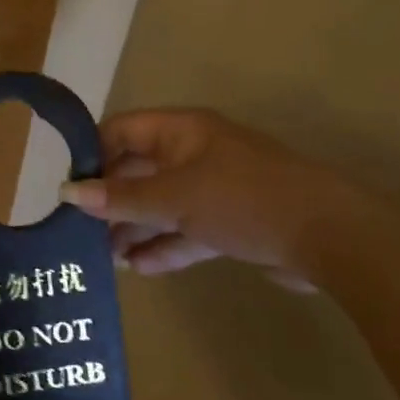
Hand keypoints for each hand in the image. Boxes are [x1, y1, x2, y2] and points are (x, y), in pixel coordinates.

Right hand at [58, 108, 366, 287]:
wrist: (333, 238)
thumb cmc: (242, 200)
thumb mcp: (173, 197)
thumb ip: (119, 198)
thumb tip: (66, 193)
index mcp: (182, 131)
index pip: (121, 131)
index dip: (92, 154)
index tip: (68, 187)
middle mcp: (195, 154)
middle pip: (139, 171)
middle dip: (110, 200)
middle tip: (80, 230)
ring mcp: (216, 189)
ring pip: (162, 205)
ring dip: (135, 228)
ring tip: (105, 257)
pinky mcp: (234, 223)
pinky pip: (187, 230)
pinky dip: (165, 246)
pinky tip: (140, 268)